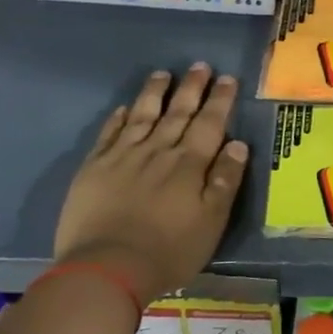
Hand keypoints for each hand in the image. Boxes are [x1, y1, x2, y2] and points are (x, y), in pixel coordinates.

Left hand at [53, 65, 248, 298]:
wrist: (106, 268)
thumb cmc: (169, 250)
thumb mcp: (211, 221)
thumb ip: (225, 181)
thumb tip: (238, 144)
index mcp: (189, 164)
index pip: (209, 123)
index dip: (219, 100)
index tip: (227, 79)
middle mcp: (158, 151)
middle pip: (177, 112)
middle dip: (191, 88)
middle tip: (200, 65)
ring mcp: (123, 156)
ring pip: (142, 115)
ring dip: (154, 93)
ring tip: (162, 74)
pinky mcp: (94, 168)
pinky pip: (109, 134)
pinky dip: (118, 119)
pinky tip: (123, 108)